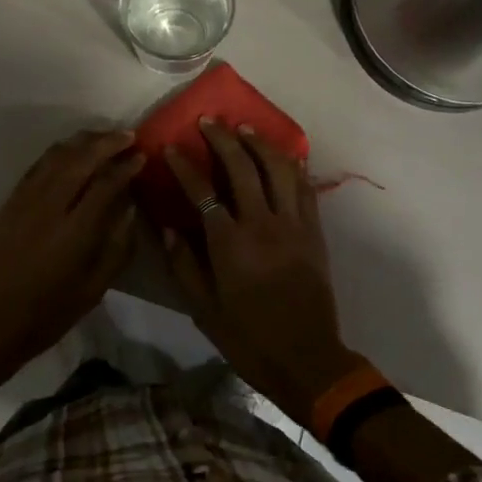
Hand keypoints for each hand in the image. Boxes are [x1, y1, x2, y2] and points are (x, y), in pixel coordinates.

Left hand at [0, 129, 144, 385]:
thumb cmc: (47, 313)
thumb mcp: (94, 289)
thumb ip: (117, 247)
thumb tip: (130, 209)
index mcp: (75, 231)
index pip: (106, 184)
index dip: (126, 167)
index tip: (141, 156)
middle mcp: (50, 207)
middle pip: (81, 159)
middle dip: (107, 142)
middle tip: (128, 135)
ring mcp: (26, 200)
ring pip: (57, 156)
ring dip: (82, 141)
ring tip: (103, 137)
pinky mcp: (10, 201)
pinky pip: (37, 165)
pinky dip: (58, 152)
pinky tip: (70, 151)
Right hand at [160, 120, 364, 425]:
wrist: (308, 360)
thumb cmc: (249, 338)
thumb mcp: (204, 310)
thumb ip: (184, 265)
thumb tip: (167, 228)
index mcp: (231, 244)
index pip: (203, 191)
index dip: (184, 166)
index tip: (170, 147)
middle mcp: (263, 224)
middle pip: (243, 166)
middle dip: (223, 138)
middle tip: (209, 121)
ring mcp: (293, 224)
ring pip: (278, 168)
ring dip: (259, 143)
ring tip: (244, 128)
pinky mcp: (314, 231)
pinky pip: (304, 187)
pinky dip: (292, 165)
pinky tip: (282, 155)